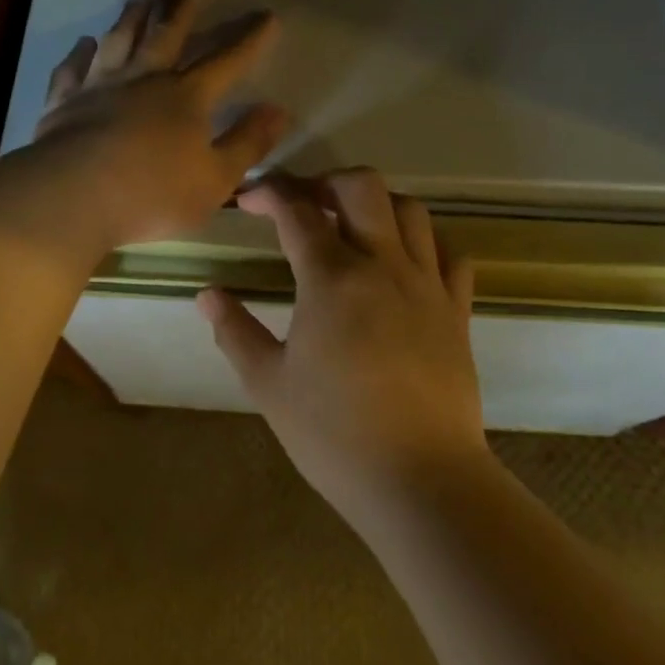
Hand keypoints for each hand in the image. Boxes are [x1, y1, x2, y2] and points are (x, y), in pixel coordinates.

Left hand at [26, 0, 286, 246]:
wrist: (73, 196)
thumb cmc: (152, 195)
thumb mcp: (216, 180)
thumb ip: (247, 143)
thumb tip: (278, 110)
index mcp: (186, 98)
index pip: (227, 61)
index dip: (249, 39)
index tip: (266, 15)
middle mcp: (144, 79)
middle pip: (166, 34)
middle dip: (180, 7)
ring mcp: (100, 86)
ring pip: (120, 40)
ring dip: (131, 18)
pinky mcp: (64, 101)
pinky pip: (73, 68)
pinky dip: (79, 53)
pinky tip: (84, 43)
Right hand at [199, 170, 485, 526]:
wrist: (422, 483)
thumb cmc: (335, 434)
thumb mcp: (269, 384)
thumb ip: (235, 331)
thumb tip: (207, 295)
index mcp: (331, 279)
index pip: (297, 210)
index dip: (270, 193)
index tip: (249, 199)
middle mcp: (382, 265)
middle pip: (362, 187)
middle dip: (326, 181)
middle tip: (304, 204)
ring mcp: (426, 285)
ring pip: (410, 210)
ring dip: (376, 204)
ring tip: (353, 226)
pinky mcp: (457, 311)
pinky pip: (450, 254)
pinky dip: (425, 241)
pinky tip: (405, 261)